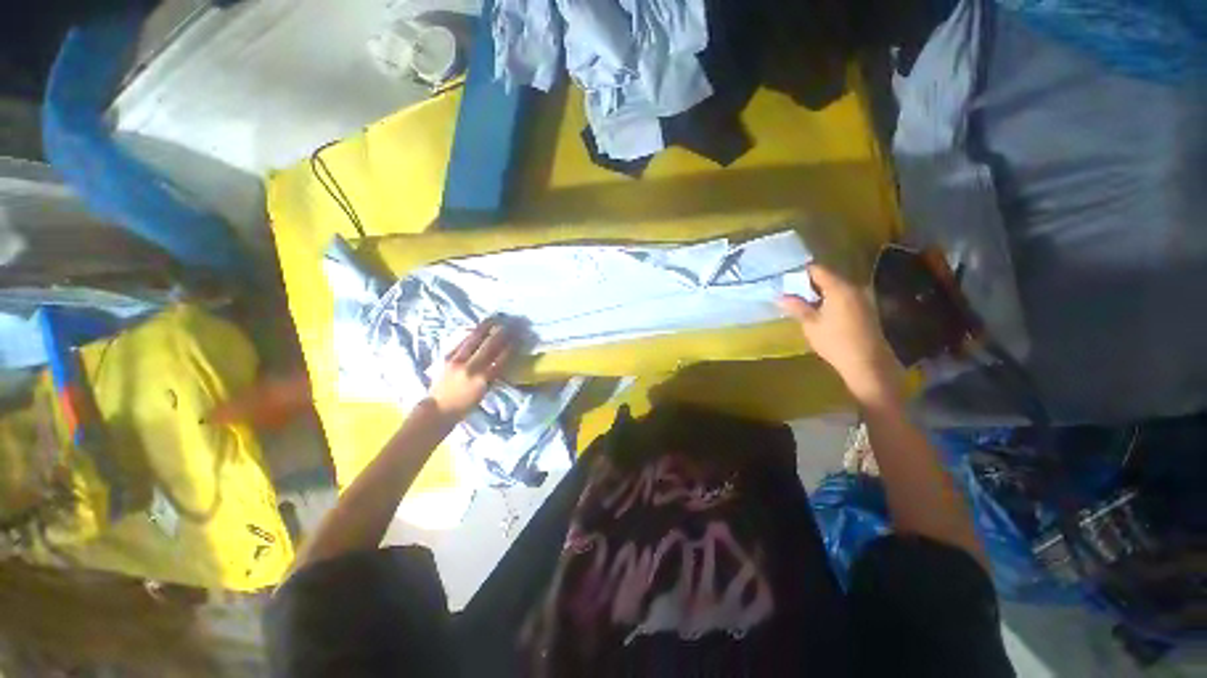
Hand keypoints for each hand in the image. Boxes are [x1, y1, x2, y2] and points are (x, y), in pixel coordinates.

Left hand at [427, 319, 515, 417]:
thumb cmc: (465, 404)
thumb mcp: (484, 392)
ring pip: (474, 340)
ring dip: (486, 328)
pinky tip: (478, 328)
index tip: (517, 339)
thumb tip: (502, 359)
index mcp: (483, 380)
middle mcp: (471, 368)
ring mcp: (457, 361)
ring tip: (495, 319)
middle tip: (509, 325)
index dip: (510, 348)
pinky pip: (462, 342)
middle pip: (489, 346)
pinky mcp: (447, 358)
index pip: (501, 359)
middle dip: (501, 334)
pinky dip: (472, 334)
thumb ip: (492, 375)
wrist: (438, 409)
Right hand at [779, 264, 903, 406]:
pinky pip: (844, 296)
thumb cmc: (835, 342)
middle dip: (809, 283)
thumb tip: (780, 296)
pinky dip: (830, 299)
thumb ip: (797, 307)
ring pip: (836, 287)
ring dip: (819, 292)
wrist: (868, 364)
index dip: (800, 272)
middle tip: (790, 292)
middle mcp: (854, 288)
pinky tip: (819, 311)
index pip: (817, 270)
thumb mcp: (810, 324)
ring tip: (802, 302)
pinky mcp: (866, 309)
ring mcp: (863, 298)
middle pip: (828, 277)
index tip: (786, 279)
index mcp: (839, 288)